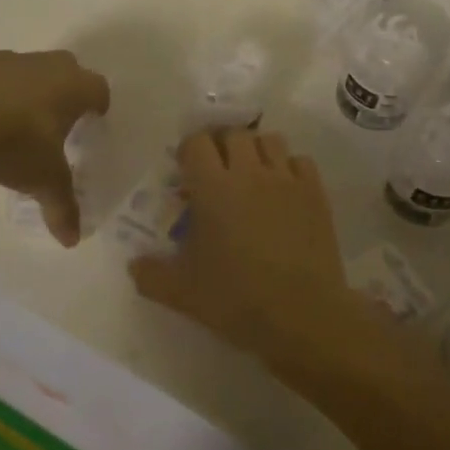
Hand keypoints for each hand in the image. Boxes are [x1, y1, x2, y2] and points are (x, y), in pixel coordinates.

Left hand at [0, 50, 109, 245]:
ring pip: (30, 69)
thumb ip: (61, 206)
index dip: (98, 104)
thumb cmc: (16, 142)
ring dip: (29, 87)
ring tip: (18, 119)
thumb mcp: (44, 180)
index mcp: (74, 87)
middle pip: (68, 69)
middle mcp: (47, 65)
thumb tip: (72, 241)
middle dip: (67, 89)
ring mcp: (8, 60)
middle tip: (60, 117)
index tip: (94, 119)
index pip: (99, 89)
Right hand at [129, 130, 348, 358]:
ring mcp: (287, 180)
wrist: (301, 315)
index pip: (197, 143)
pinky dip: (289, 167)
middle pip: (234, 134)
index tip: (187, 172)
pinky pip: (300, 161)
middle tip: (217, 172)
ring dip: (256, 150)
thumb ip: (150, 274)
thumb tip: (134, 264)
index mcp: (213, 188)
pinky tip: (283, 192)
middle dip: (222, 146)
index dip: (189, 151)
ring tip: (251, 175)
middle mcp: (250, 173)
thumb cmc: (236, 300)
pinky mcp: (316, 193)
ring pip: (270, 140)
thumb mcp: (181, 293)